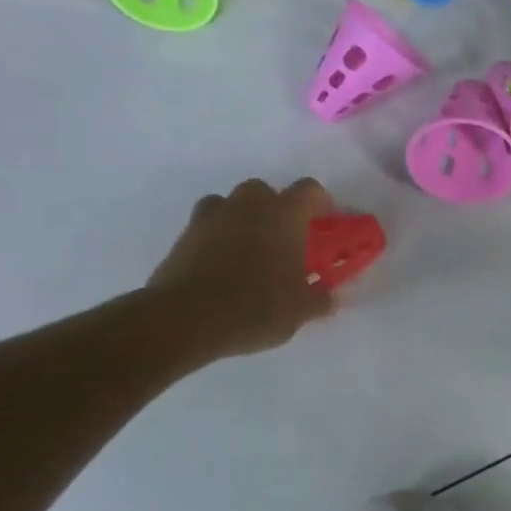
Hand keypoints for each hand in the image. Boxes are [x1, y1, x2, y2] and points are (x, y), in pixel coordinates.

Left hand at [146, 178, 338, 359]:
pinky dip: (215, 239)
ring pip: (229, 204)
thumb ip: (320, 298)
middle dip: (275, 208)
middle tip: (284, 240)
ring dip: (241, 219)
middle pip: (264, 190)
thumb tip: (328, 296)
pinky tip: (222, 267)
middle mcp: (247, 207)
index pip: (310, 190)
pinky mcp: (182, 239)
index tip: (323, 225)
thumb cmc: (256, 306)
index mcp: (284, 216)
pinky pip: (205, 227)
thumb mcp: (302, 309)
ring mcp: (210, 219)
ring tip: (249, 250)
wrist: (184, 320)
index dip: (320, 204)